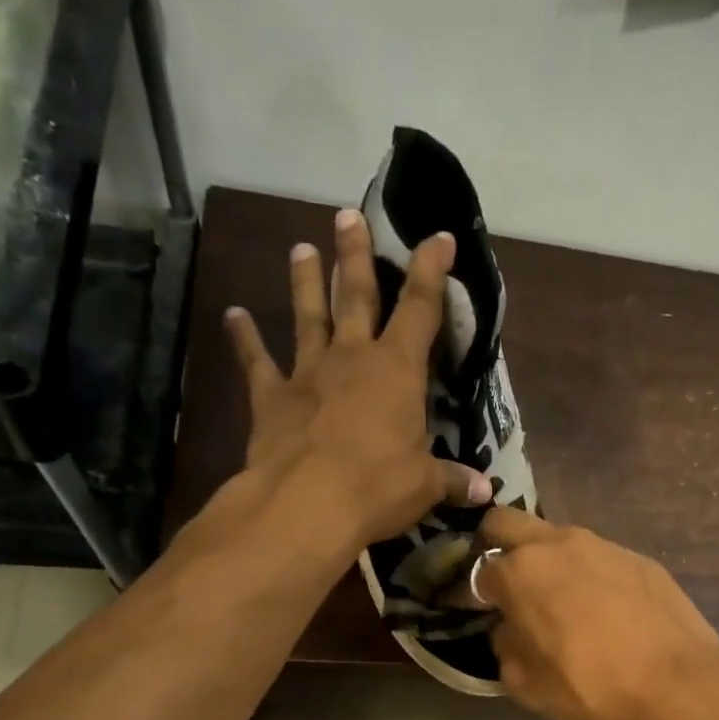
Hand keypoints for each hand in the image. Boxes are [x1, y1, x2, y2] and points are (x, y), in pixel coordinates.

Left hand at [222, 209, 489, 549]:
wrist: (307, 504)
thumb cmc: (378, 487)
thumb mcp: (425, 486)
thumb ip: (453, 480)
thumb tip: (485, 491)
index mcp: (397, 370)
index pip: (420, 308)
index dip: (431, 270)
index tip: (438, 237)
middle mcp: (351, 358)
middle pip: (355, 295)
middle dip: (355, 255)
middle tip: (347, 215)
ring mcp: (307, 374)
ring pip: (308, 317)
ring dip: (304, 282)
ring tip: (300, 247)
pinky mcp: (272, 399)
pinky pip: (256, 362)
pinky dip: (244, 339)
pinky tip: (233, 315)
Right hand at [476, 507, 718, 719]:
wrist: (679, 684)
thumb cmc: (592, 688)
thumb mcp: (526, 685)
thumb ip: (505, 647)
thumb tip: (510, 629)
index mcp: (520, 572)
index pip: (478, 569)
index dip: (475, 593)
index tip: (484, 613)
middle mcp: (558, 544)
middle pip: (507, 523)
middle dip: (498, 547)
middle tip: (511, 587)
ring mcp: (603, 545)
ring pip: (558, 539)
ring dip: (549, 562)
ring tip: (566, 605)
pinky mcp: (639, 558)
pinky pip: (599, 558)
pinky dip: (591, 576)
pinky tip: (608, 612)